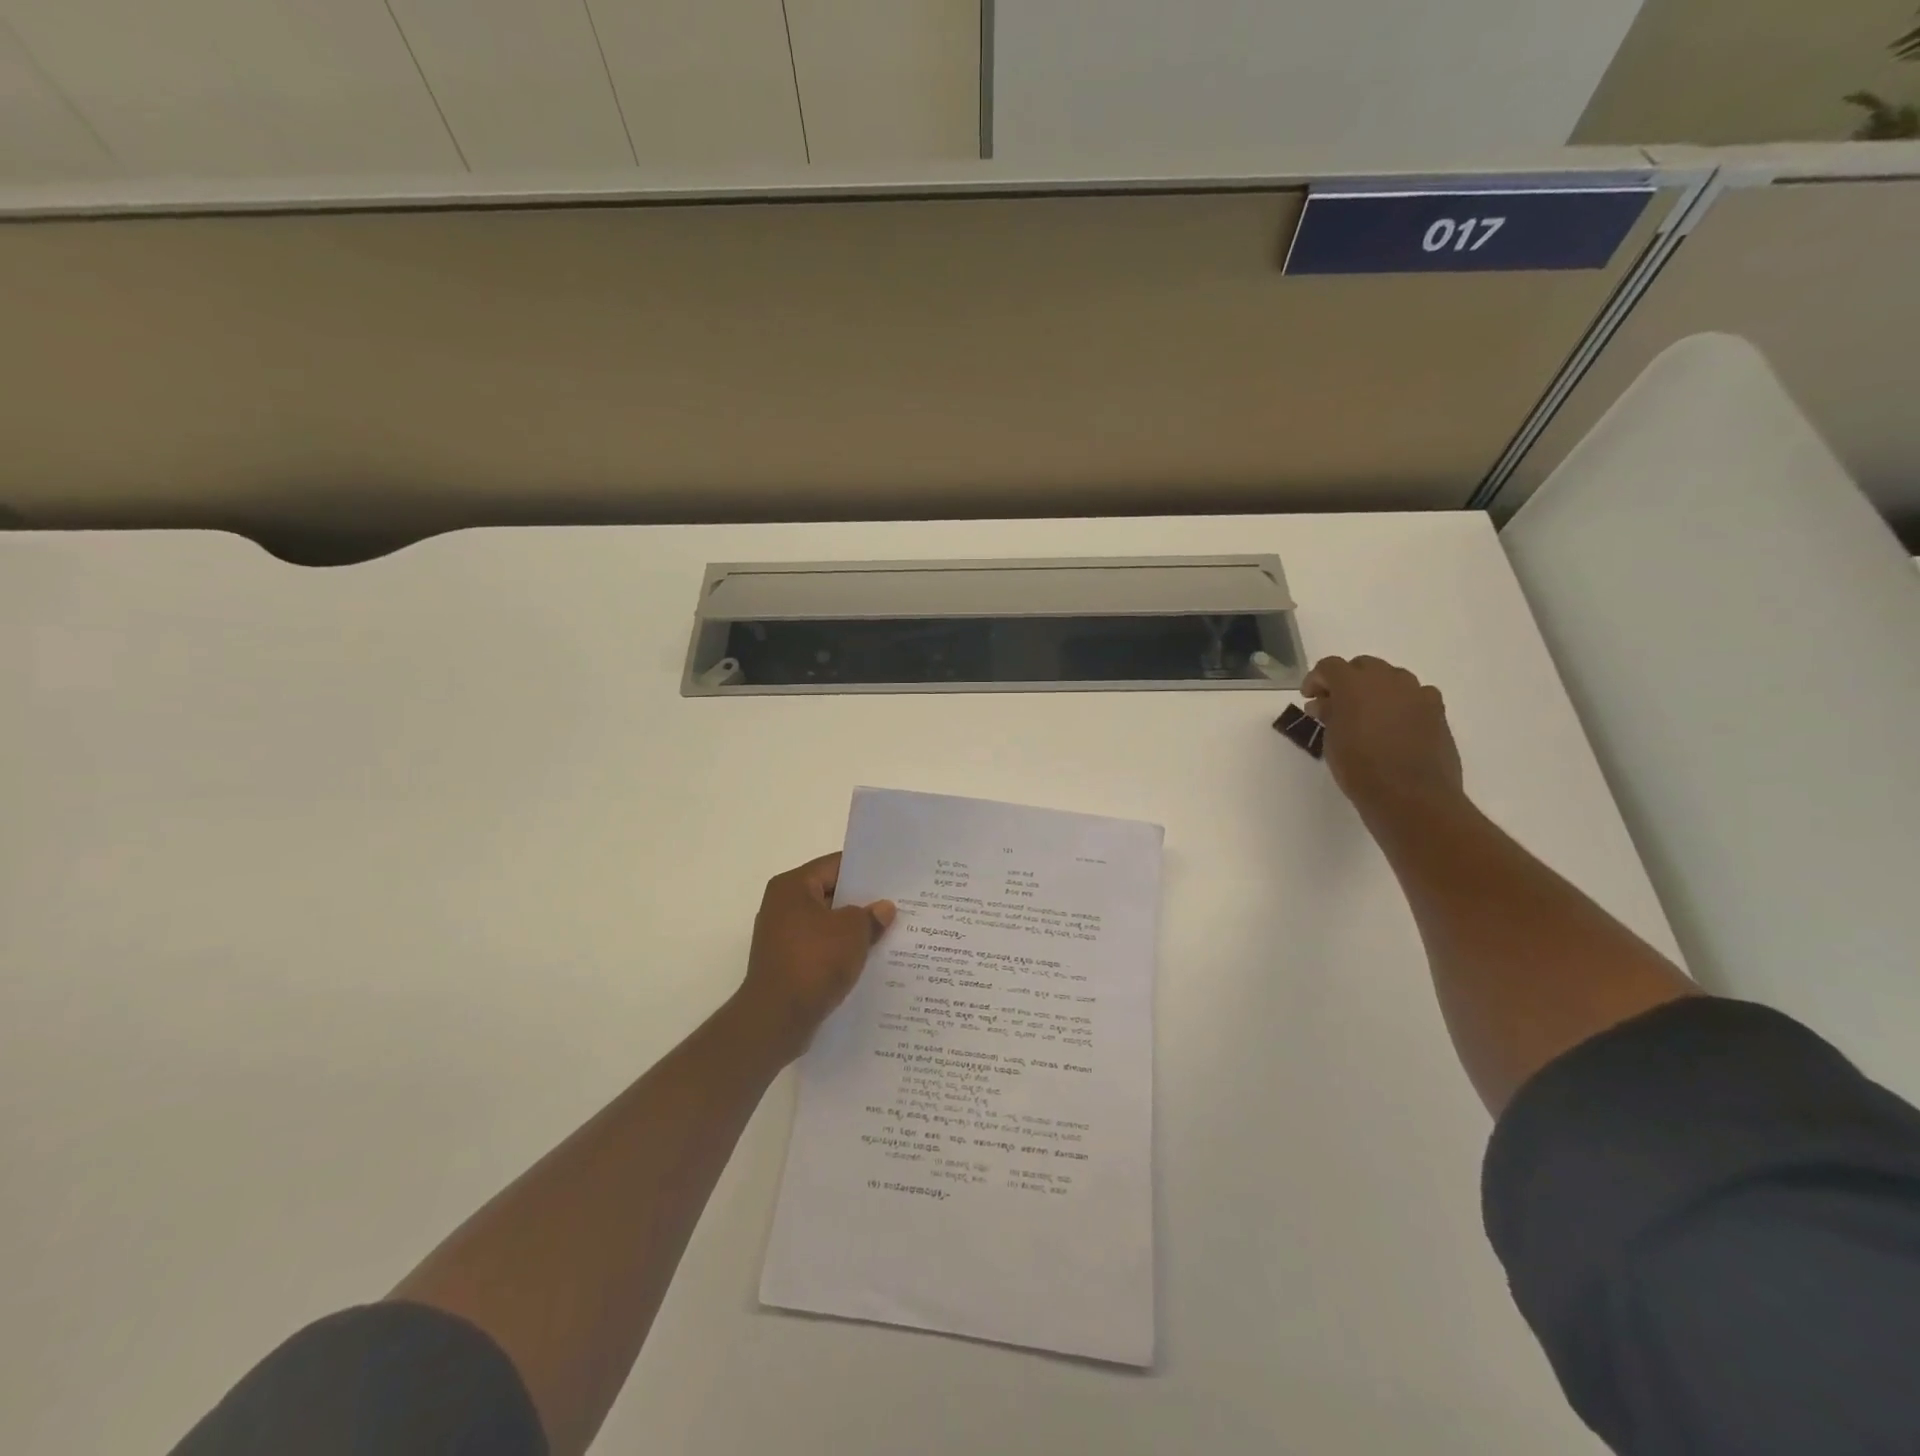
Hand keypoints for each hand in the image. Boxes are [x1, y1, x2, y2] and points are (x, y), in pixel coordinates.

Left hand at [735, 853, 894, 1061]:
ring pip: (827, 925)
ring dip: (852, 931)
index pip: (835, 865)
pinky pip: (820, 949)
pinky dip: (840, 953)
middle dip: (862, 902)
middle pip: (830, 895)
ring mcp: (782, 937)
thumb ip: (871, 915)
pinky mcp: (786, 965)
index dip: (865, 871)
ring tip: (889, 933)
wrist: (776, 1019)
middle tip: (897, 905)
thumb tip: (883, 908)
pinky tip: (867, 960)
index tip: (893, 877)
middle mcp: (782, 906)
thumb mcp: (852, 932)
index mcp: (792, 887)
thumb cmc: (813, 962)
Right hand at [1302, 655, 1463, 817]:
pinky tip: (1396, 723)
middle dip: (1347, 680)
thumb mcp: (1331, 741)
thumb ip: (1328, 715)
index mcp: (1354, 684)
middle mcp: (1387, 680)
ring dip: (1376, 689)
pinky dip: (1402, 702)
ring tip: (1367, 714)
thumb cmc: (1360, 769)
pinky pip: (1416, 695)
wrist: (1410, 795)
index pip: (1329, 666)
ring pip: (1392, 677)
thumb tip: (1325, 704)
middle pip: (1363, 666)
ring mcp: (1416, 693)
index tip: (1310, 698)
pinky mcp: (1437, 710)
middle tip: (1336, 704)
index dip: (1316, 679)